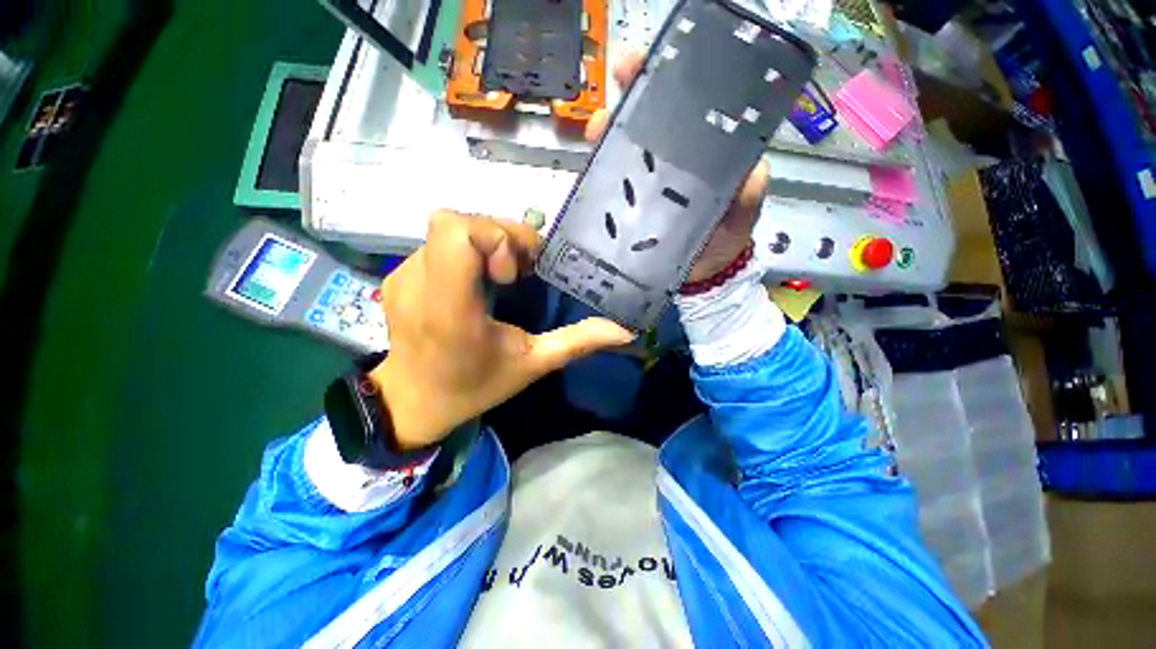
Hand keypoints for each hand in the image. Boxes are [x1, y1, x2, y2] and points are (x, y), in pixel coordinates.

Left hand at [369, 211, 634, 450]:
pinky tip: (474, 283)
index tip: (515, 273)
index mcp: (450, 308)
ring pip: (446, 230)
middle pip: (454, 222)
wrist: (414, 402)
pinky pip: (436, 244)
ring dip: (483, 245)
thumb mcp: (531, 365)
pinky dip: (464, 253)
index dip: (494, 237)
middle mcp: (418, 284)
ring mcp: (401, 277)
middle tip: (516, 272)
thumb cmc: (474, 386)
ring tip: (499, 278)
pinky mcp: (396, 277)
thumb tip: (623, 331)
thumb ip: (576, 342)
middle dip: (497, 237)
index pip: (456, 232)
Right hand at [584, 51, 768, 283]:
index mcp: (704, 155)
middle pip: (650, 123)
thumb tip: (749, 174)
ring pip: (628, 149)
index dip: (664, 83)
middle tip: (615, 94)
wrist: (700, 275)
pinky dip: (603, 172)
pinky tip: (592, 165)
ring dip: (609, 135)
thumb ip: (748, 195)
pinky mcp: (633, 205)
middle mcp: (675, 162)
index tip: (641, 68)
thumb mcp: (743, 214)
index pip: (685, 109)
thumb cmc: (725, 240)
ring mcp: (651, 184)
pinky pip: (616, 183)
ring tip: (596, 132)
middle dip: (629, 103)